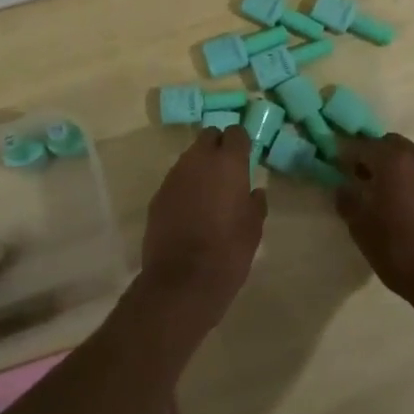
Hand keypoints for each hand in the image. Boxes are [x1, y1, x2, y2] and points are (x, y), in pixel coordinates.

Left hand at [139, 126, 266, 326]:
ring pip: (190, 157)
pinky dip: (185, 187)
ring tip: (209, 193)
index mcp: (228, 163)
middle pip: (208, 136)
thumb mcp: (254, 228)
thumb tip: (254, 191)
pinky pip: (176, 180)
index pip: (235, 133)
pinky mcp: (158, 195)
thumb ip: (255, 203)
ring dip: (200, 167)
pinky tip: (190, 210)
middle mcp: (198, 160)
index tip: (246, 158)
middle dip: (218, 147)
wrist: (182, 281)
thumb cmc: (228, 251)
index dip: (241, 143)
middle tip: (227, 171)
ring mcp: (174, 176)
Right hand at [336, 134, 413, 317]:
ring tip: (390, 197)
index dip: (346, 154)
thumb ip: (347, 199)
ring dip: (399, 170)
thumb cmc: (399, 251)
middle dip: (375, 156)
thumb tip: (344, 185)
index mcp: (393, 161)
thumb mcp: (360, 228)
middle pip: (391, 145)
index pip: (362, 145)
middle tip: (364, 180)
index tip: (337, 167)